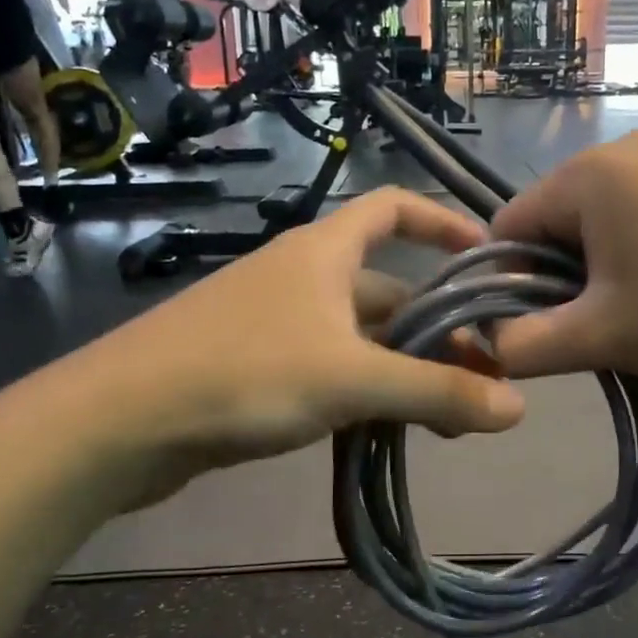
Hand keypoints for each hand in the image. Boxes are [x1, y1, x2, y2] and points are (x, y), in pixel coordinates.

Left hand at [72, 189, 524, 508]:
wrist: (119, 422)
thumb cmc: (243, 373)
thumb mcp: (351, 379)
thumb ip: (436, 391)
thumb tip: (519, 408)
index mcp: (324, 251)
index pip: (393, 208)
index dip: (443, 222)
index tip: (488, 257)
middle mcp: (303, 277)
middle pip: (389, 290)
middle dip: (439, 329)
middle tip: (485, 378)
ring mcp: (278, 323)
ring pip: (363, 338)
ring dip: (407, 368)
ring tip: (449, 417)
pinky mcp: (257, 367)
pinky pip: (332, 369)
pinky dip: (367, 391)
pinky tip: (388, 429)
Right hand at [489, 131, 637, 382]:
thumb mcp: (601, 337)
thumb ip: (525, 346)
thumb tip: (487, 344)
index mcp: (586, 174)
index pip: (508, 228)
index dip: (510, 284)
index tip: (541, 328)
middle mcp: (619, 149)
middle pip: (551, 222)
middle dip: (558, 277)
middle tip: (595, 324)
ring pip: (594, 220)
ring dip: (596, 268)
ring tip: (635, 309)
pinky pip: (635, 211)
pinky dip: (632, 250)